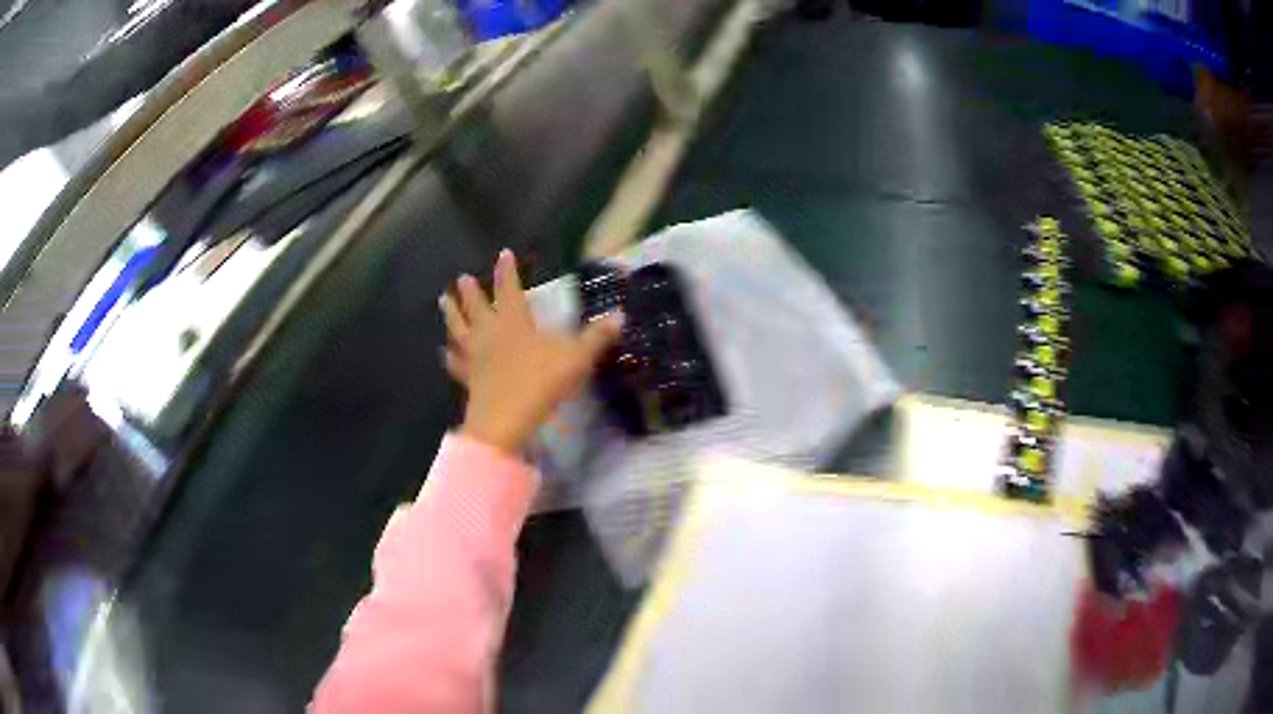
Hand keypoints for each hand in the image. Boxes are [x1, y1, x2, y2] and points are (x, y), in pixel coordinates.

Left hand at [440, 250, 623, 454]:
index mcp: (514, 321)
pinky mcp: (468, 378)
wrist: (505, 419)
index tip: (503, 254)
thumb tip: (620, 316)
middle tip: (461, 278)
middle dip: (470, 291)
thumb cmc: (540, 382)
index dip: (507, 271)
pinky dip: (450, 357)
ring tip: (443, 300)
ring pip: (459, 329)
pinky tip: (444, 354)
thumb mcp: (576, 358)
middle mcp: (490, 333)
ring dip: (451, 314)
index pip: (509, 289)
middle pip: (476, 306)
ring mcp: (475, 356)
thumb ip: (596, 337)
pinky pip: (456, 364)